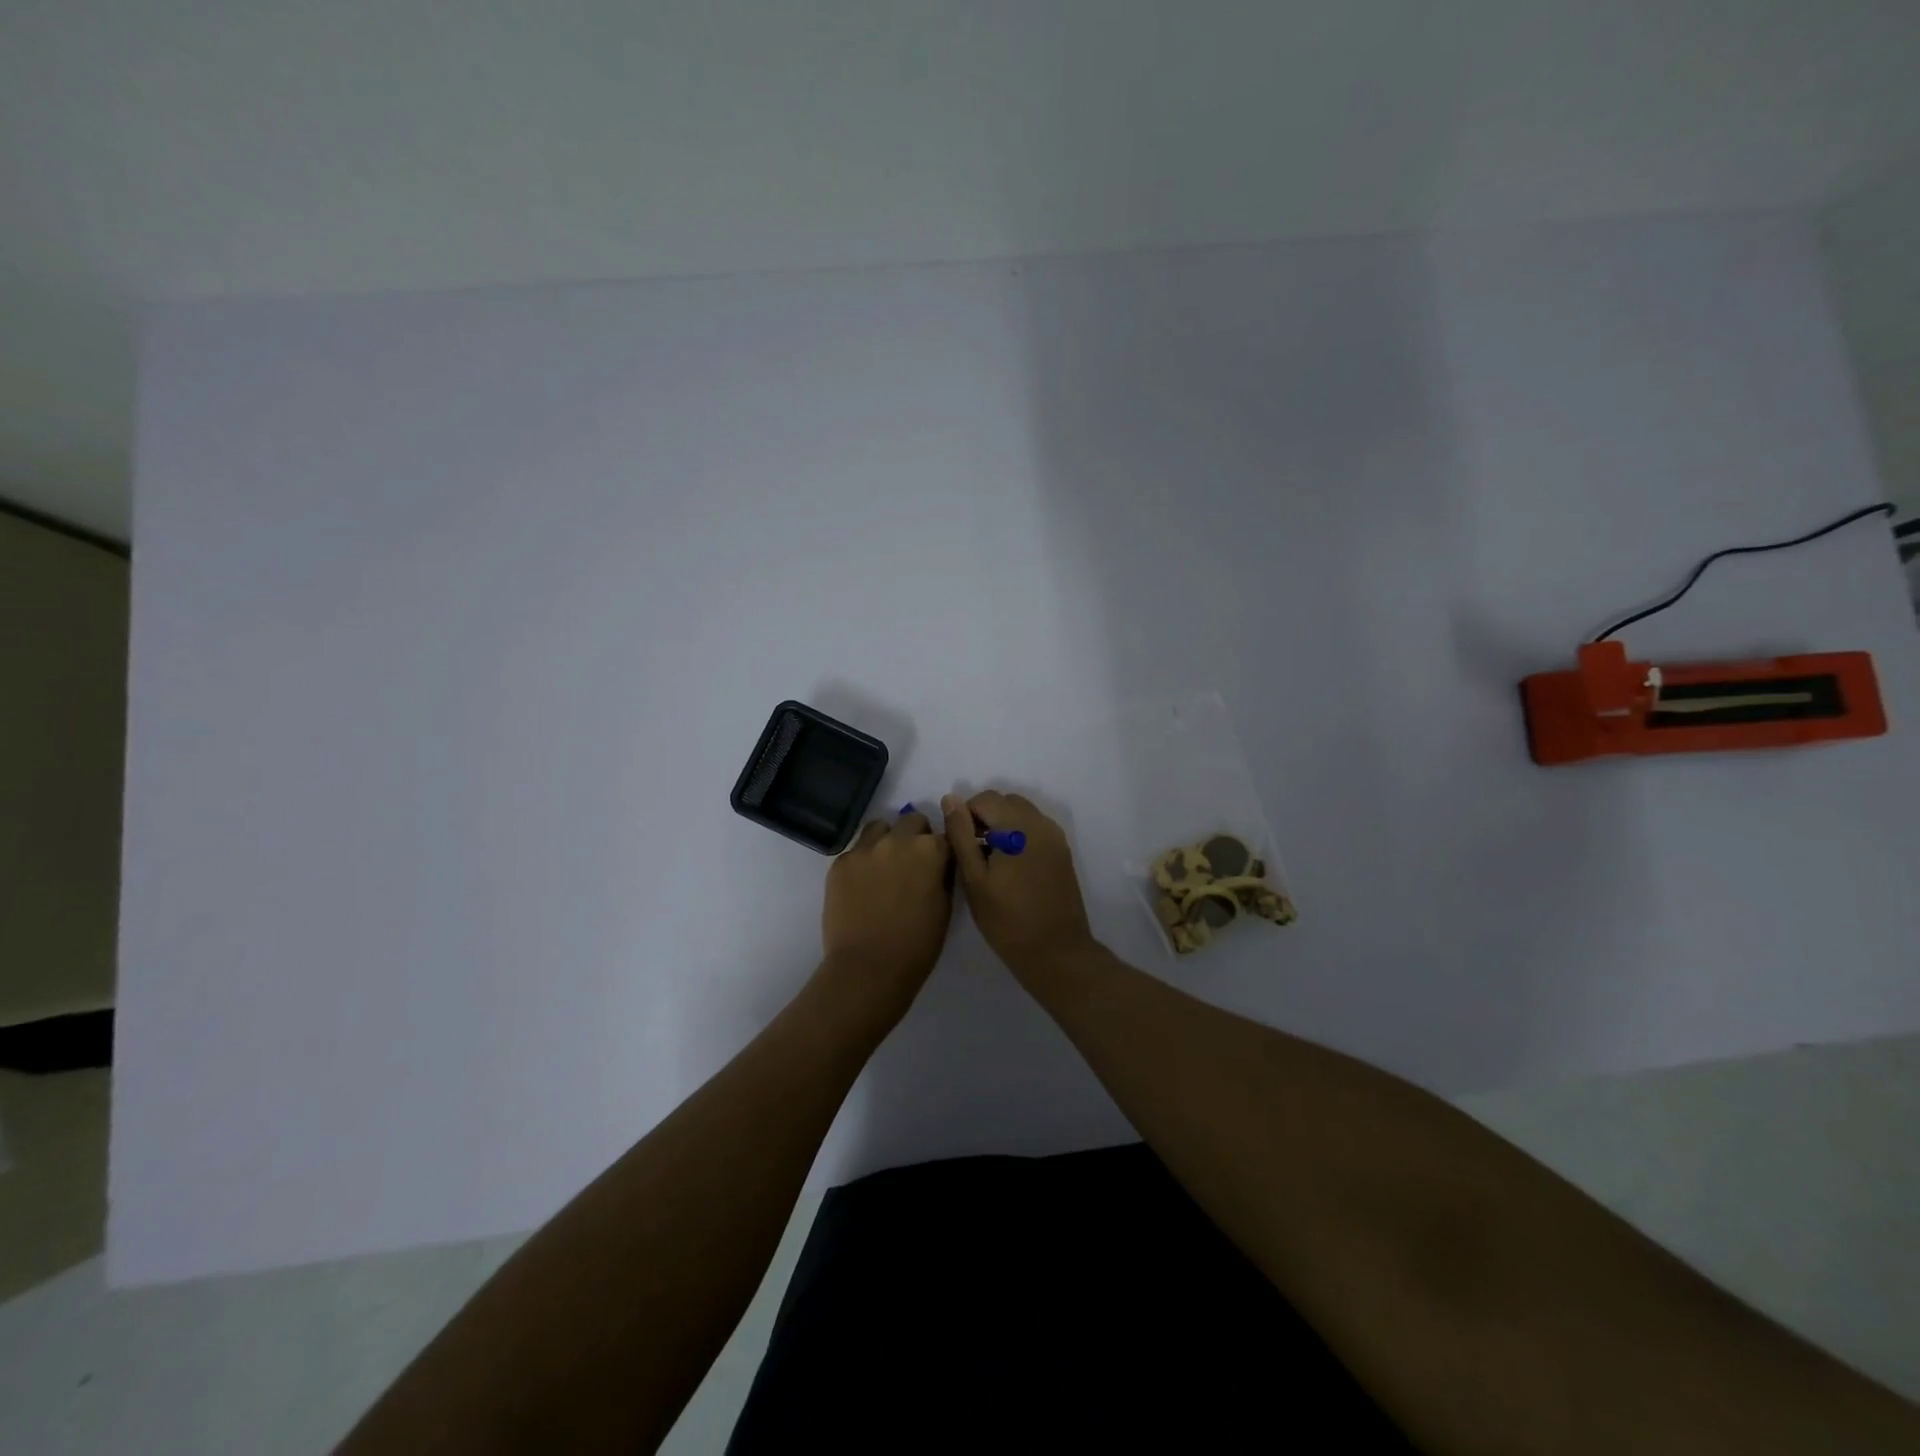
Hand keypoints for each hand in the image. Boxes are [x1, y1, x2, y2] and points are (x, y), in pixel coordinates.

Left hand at [818, 810, 954, 1021]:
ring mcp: (865, 848)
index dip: (942, 852)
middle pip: (912, 820)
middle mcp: (898, 840)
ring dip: (887, 840)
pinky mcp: (841, 862)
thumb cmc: (917, 945)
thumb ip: (943, 875)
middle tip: (911, 865)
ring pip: (879, 827)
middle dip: (916, 837)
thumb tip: (938, 863)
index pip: (944, 836)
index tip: (938, 866)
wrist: (868, 968)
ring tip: (884, 867)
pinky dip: (862, 861)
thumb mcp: (945, 908)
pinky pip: (856, 850)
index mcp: (931, 851)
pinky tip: (861, 886)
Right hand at [943, 791, 1096, 977]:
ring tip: (991, 860)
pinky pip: (1035, 827)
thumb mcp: (974, 879)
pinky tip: (1011, 866)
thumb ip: (961, 835)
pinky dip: (1018, 834)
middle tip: (973, 853)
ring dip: (1002, 824)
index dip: (965, 816)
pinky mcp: (1062, 851)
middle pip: (1005, 801)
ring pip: (1021, 812)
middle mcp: (1040, 822)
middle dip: (984, 817)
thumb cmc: (1007, 920)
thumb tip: (950, 799)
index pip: (984, 798)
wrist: (1056, 951)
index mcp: (1018, 826)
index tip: (960, 846)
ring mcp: (1055, 836)